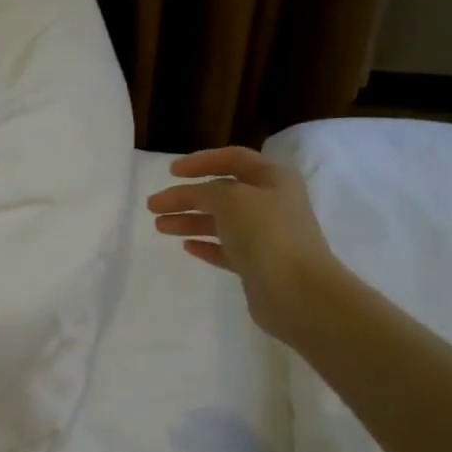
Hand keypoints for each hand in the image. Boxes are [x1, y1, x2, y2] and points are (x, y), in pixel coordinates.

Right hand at [147, 147, 338, 344]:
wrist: (297, 292)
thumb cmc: (266, 234)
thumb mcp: (231, 199)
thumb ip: (205, 191)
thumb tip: (193, 196)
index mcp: (273, 179)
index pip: (233, 159)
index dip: (201, 161)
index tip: (170, 172)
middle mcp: (271, 203)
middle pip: (222, 193)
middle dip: (187, 196)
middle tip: (154, 206)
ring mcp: (266, 236)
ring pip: (221, 222)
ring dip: (190, 221)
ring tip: (160, 227)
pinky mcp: (258, 265)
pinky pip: (226, 249)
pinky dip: (206, 245)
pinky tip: (186, 247)